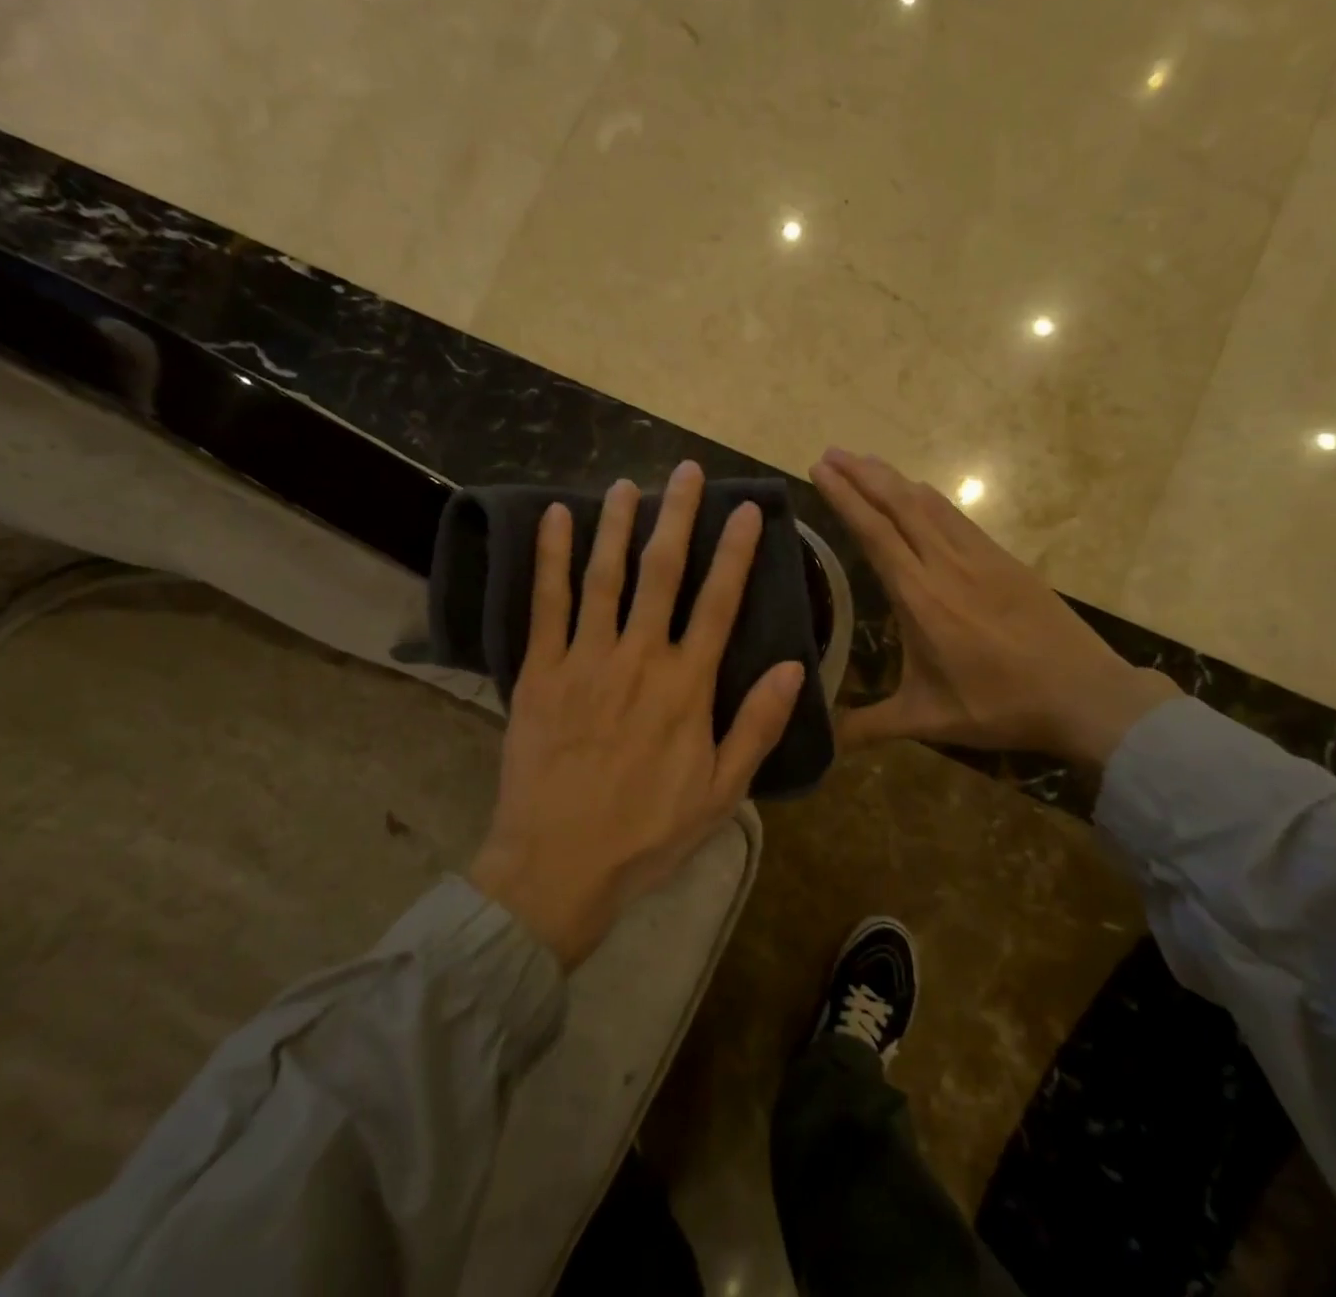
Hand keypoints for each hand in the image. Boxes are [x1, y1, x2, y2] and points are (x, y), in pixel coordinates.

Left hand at [470, 461, 806, 968]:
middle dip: (677, 517)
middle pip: (662, 572)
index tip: (746, 508)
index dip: (735, 551)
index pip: (719, 602)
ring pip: (604, 576)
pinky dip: (550, 557)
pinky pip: (546, 603)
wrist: (559, 863)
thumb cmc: (648, 831)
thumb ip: (757, 725)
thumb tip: (795, 668)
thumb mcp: (722, 791)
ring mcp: (585, 658)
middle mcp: (639, 657)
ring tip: (626, 483)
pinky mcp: (540, 670)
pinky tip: (554, 518)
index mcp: (686, 685)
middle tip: (685, 471)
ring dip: (616, 524)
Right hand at [809, 448, 1179, 768]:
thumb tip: (821, 743)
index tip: (819, 469)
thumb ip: (869, 727)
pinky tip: (918, 494)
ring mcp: (979, 556)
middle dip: (861, 473)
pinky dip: (926, 496)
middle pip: (898, 503)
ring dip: (892, 478)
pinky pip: (956, 515)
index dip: (844, 497)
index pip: (875, 532)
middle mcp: (945, 564)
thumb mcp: (928, 720)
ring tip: (864, 463)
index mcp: (921, 597)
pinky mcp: (1003, 558)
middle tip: (830, 452)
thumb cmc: (1000, 705)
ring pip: (928, 503)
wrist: (1086, 694)